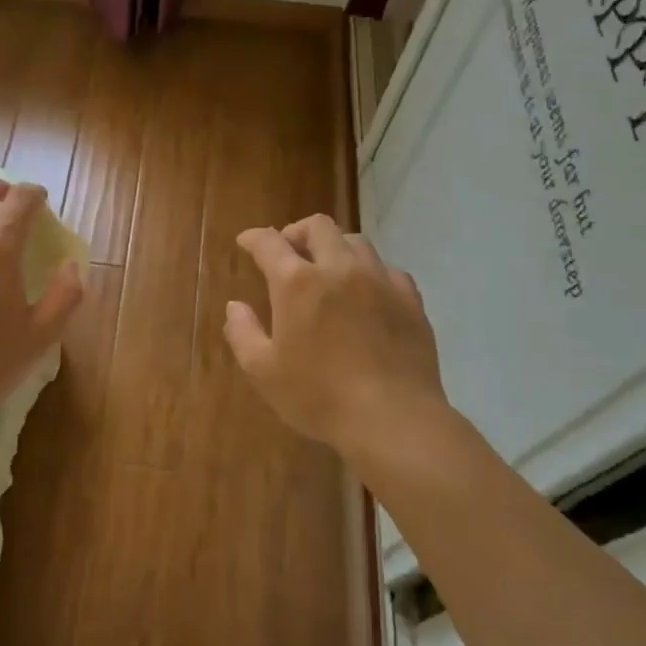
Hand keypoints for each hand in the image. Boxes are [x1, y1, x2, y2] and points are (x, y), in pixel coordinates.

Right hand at [225, 215, 459, 473]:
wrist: (393, 418)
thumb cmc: (319, 396)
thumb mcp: (263, 371)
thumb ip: (242, 332)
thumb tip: (235, 306)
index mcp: (297, 282)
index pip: (269, 242)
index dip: (253, 238)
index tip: (246, 242)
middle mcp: (339, 268)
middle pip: (318, 226)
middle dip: (297, 232)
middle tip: (288, 253)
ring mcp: (380, 280)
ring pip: (356, 242)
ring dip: (334, 248)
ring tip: (328, 271)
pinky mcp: (410, 299)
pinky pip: (387, 269)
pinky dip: (369, 272)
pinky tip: (366, 293)